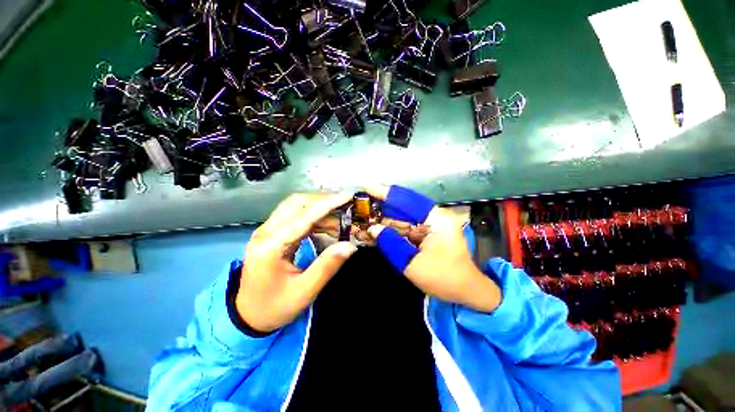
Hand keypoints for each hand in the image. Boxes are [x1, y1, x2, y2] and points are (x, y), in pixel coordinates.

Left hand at [236, 193, 357, 332]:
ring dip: (320, 207)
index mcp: (271, 246)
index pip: (303, 216)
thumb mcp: (304, 291)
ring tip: (341, 217)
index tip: (348, 196)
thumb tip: (350, 245)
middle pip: (296, 202)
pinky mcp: (272, 233)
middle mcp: (266, 231)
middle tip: (346, 204)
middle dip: (324, 200)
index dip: (327, 204)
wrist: (248, 315)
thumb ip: (327, 266)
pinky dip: (315, 217)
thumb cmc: (274, 307)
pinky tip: (329, 225)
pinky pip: (296, 216)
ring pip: (296, 206)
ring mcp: (267, 230)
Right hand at [367, 186, 501, 312]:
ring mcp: (429, 224)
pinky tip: (375, 231)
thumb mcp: (413, 264)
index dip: (386, 193)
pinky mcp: (425, 233)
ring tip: (363, 219)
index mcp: (437, 219)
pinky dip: (390, 230)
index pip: (407, 200)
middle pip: (403, 207)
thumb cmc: (444, 278)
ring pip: (401, 217)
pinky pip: (404, 228)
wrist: (466, 292)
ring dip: (383, 220)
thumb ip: (392, 243)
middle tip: (360, 205)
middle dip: (381, 207)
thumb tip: (373, 229)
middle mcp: (433, 216)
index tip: (366, 187)